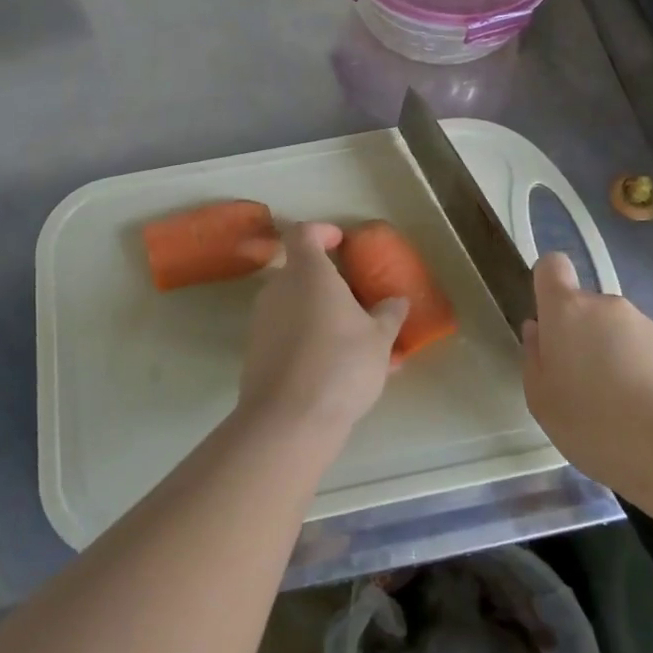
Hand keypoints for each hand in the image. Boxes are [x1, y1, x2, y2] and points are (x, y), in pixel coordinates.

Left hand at [236, 222, 407, 440]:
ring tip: (358, 347)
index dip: (321, 232)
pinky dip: (309, 343)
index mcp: (307, 273)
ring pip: (295, 308)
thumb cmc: (340, 363)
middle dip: (329, 285)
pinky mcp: (256, 353)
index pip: (303, 233)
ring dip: (322, 318)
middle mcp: (278, 289)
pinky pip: (287, 336)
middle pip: (299, 273)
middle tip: (359, 304)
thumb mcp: (378, 339)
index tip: (341, 243)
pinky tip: (338, 373)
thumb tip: (396, 301)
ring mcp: (262, 322)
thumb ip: (388, 315)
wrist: (288, 420)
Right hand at [521, 252, 652, 485]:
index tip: (547, 322)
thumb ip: (535, 357)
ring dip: (612, 357)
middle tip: (579, 385)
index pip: (552, 266)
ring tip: (616, 409)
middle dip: (580, 337)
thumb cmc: (594, 424)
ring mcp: (649, 326)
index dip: (547, 285)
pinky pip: (646, 354)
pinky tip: (645, 416)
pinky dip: (641, 375)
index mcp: (568, 310)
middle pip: (585, 308)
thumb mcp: (542, 400)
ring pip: (617, 332)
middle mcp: (609, 306)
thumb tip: (539, 329)